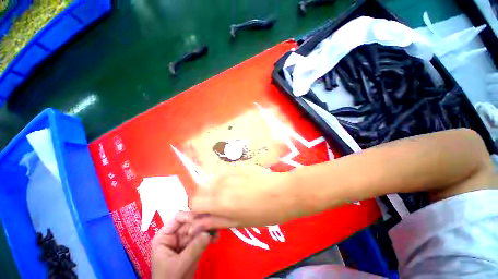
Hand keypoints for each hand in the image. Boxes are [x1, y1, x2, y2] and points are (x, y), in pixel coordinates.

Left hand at [151, 213, 211, 278]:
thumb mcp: (179, 264)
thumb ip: (193, 249)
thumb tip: (208, 233)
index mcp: (165, 236)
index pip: (178, 218)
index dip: (190, 216)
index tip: (203, 218)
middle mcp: (176, 235)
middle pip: (191, 222)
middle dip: (203, 222)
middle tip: (215, 222)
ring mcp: (185, 240)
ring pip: (199, 228)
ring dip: (209, 228)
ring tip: (218, 230)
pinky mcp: (193, 245)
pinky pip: (203, 237)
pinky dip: (210, 236)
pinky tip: (216, 238)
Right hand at [190, 165, 297, 231]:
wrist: (283, 191)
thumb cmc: (264, 212)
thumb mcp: (239, 222)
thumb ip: (216, 221)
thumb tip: (197, 223)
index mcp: (220, 201)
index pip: (194, 202)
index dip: (198, 210)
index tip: (207, 213)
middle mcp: (221, 183)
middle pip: (201, 189)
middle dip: (206, 198)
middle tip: (221, 204)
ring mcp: (230, 171)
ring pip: (213, 180)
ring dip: (216, 188)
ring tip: (233, 193)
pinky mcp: (238, 164)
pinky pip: (225, 172)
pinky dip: (227, 179)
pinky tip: (241, 183)